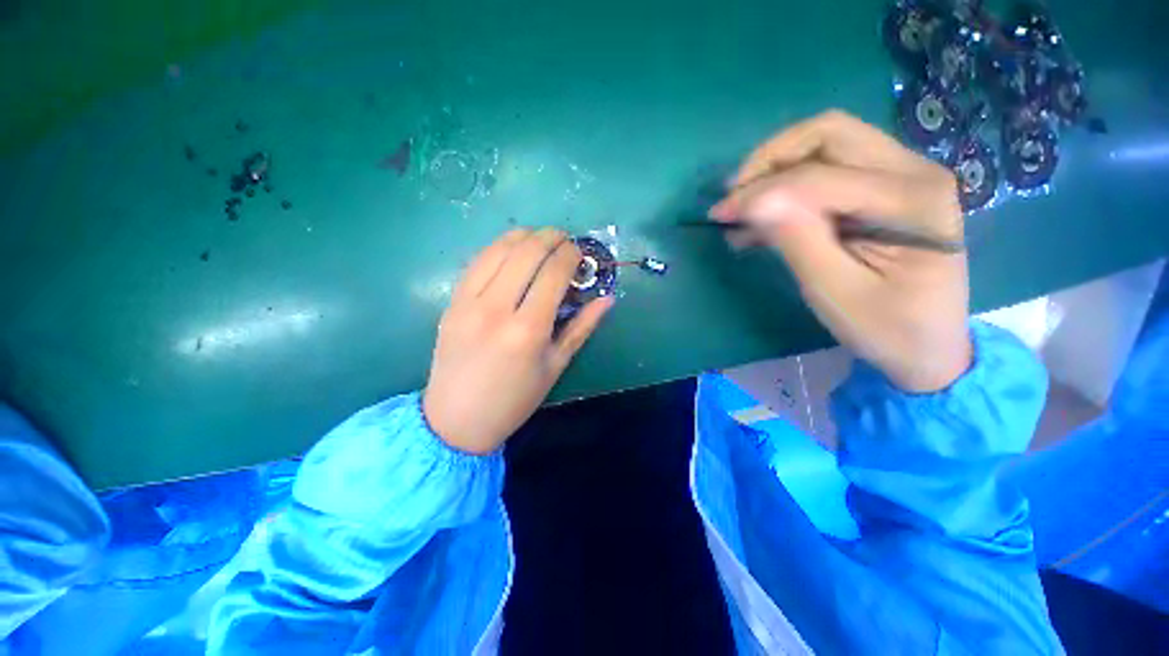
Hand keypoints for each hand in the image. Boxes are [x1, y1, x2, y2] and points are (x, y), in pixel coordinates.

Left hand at [423, 228, 613, 453]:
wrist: (457, 419)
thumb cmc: (515, 399)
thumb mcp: (556, 365)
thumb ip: (582, 327)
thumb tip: (608, 299)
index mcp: (528, 330)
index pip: (553, 273)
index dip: (570, 255)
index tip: (580, 252)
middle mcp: (496, 308)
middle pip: (527, 252)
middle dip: (551, 237)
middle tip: (564, 240)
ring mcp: (468, 302)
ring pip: (499, 249)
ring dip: (525, 236)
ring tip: (541, 239)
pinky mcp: (451, 302)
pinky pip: (477, 261)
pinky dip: (499, 248)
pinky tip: (512, 250)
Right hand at [711, 110, 971, 391]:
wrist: (929, 347)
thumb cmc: (887, 328)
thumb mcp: (836, 293)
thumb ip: (799, 240)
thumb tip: (755, 200)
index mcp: (912, 200)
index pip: (820, 175)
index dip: (761, 190)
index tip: (719, 214)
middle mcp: (914, 171)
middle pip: (829, 134)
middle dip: (771, 160)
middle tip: (734, 196)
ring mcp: (904, 174)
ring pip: (827, 144)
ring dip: (777, 170)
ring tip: (742, 208)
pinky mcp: (887, 188)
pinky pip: (831, 168)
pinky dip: (791, 185)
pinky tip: (764, 216)